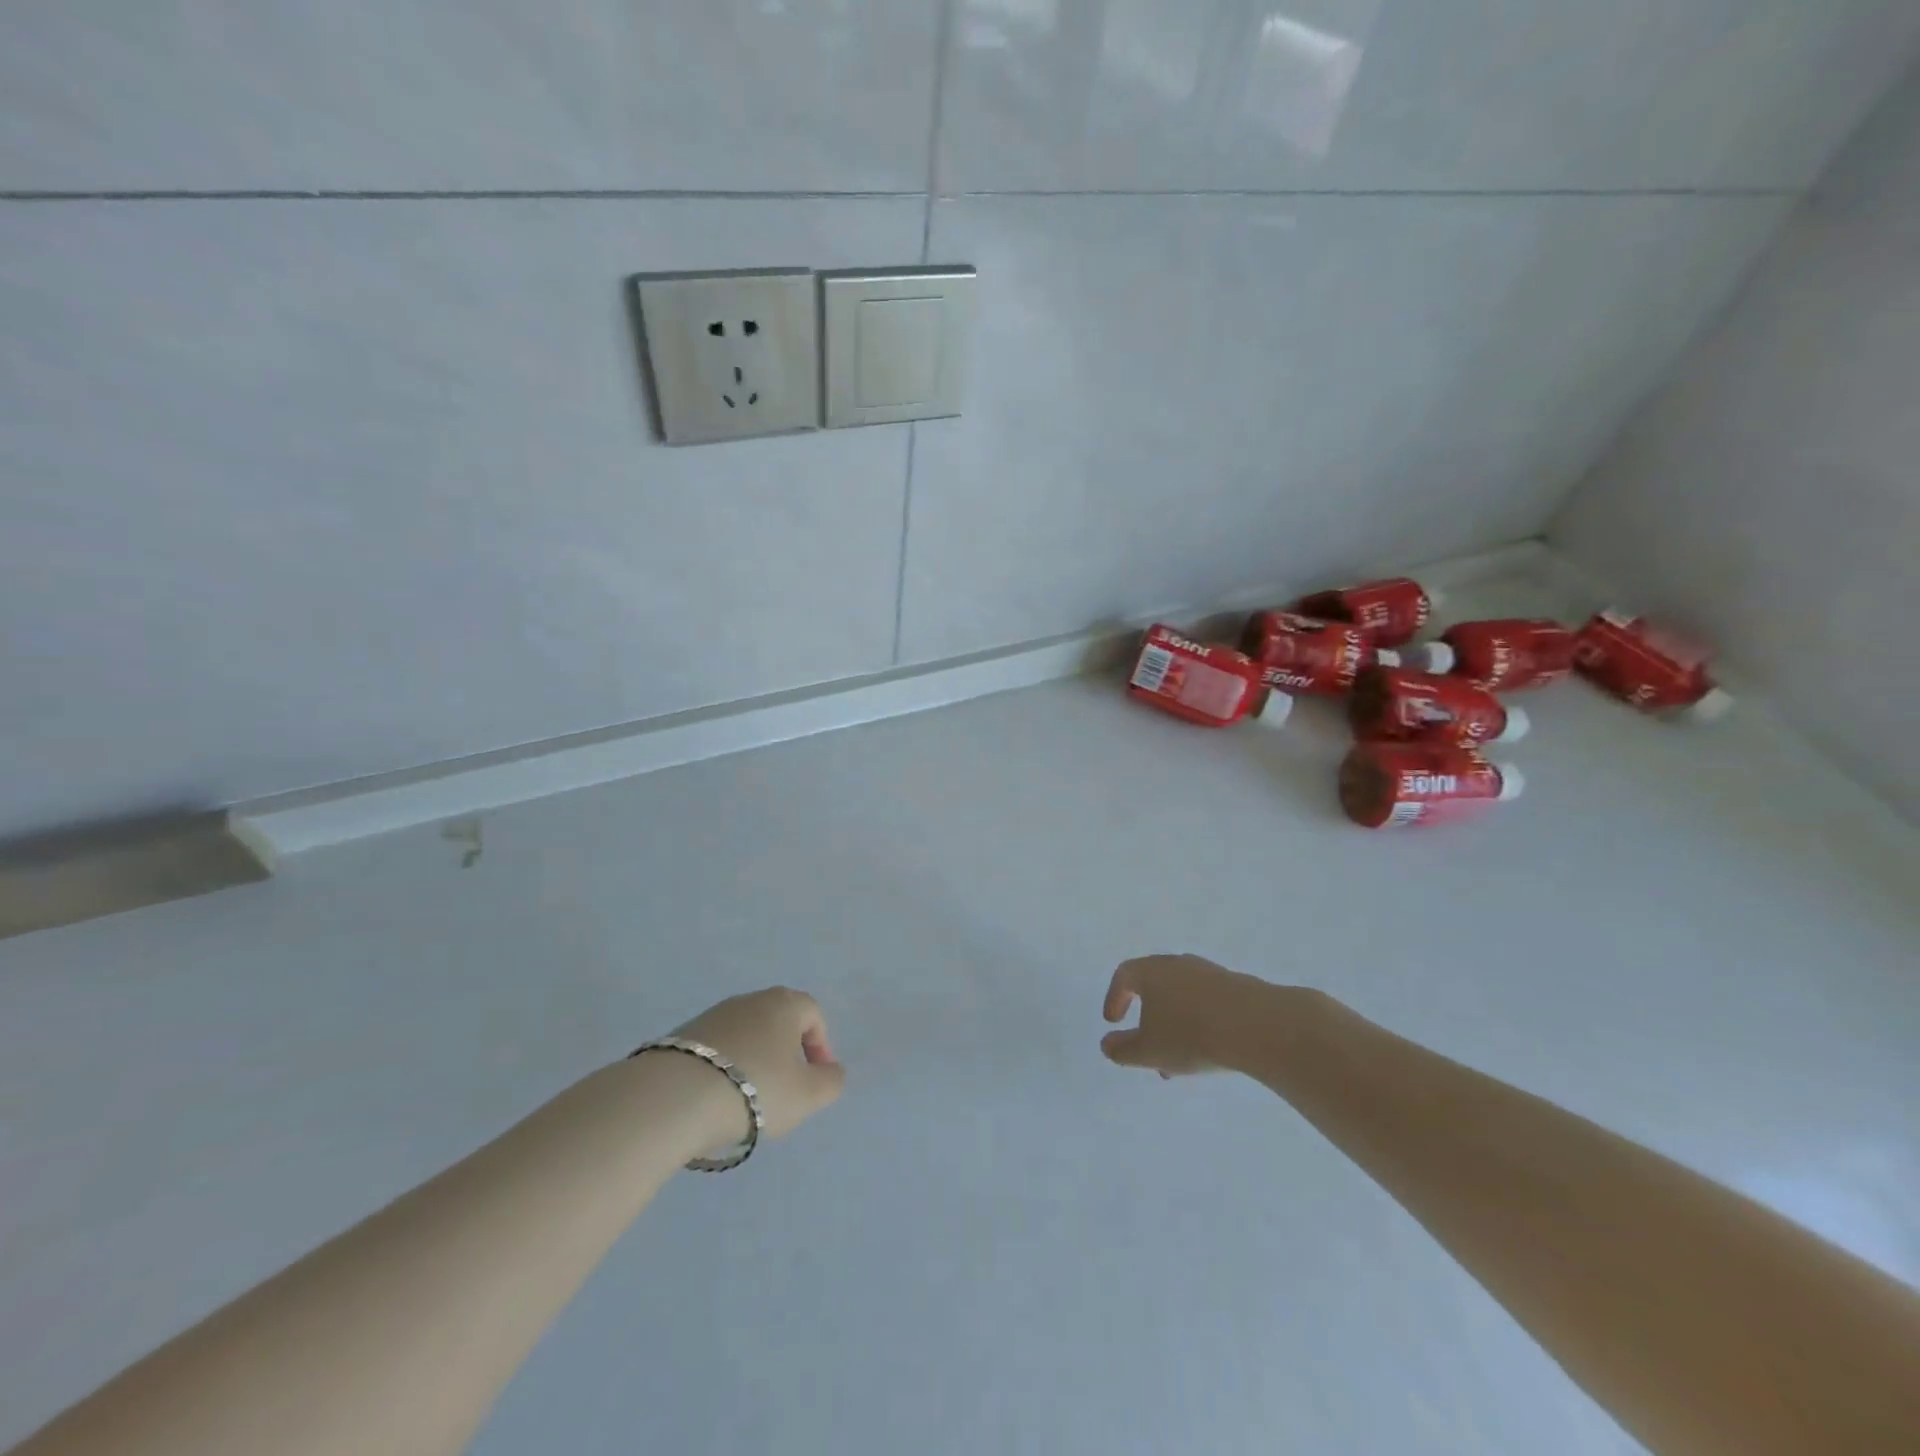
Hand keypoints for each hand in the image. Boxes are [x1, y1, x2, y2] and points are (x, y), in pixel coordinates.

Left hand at [675, 987, 845, 1141]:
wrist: (674, 1097)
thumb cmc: (755, 1088)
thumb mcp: (808, 1095)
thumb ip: (831, 1081)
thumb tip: (831, 1070)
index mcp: (784, 1003)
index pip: (813, 1013)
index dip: (820, 1046)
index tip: (814, 1079)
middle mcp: (749, 1000)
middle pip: (778, 1022)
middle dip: (785, 1054)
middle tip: (783, 1091)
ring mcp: (712, 1015)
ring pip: (745, 1036)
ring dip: (753, 1062)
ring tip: (746, 1101)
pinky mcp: (681, 1036)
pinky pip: (715, 1050)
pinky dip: (723, 1069)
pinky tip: (715, 1100)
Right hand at [1100, 954, 1277, 1076]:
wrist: (1257, 1026)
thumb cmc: (1191, 1034)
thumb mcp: (1149, 1051)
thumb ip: (1122, 1050)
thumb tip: (1107, 1045)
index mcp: (1151, 971)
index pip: (1124, 975)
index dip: (1114, 997)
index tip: (1114, 1022)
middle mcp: (1178, 964)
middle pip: (1154, 986)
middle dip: (1147, 1018)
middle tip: (1147, 1047)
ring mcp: (1209, 973)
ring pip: (1182, 997)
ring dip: (1175, 1024)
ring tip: (1180, 1060)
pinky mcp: (1236, 987)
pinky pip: (1207, 1003)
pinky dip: (1199, 1022)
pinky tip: (1209, 1049)